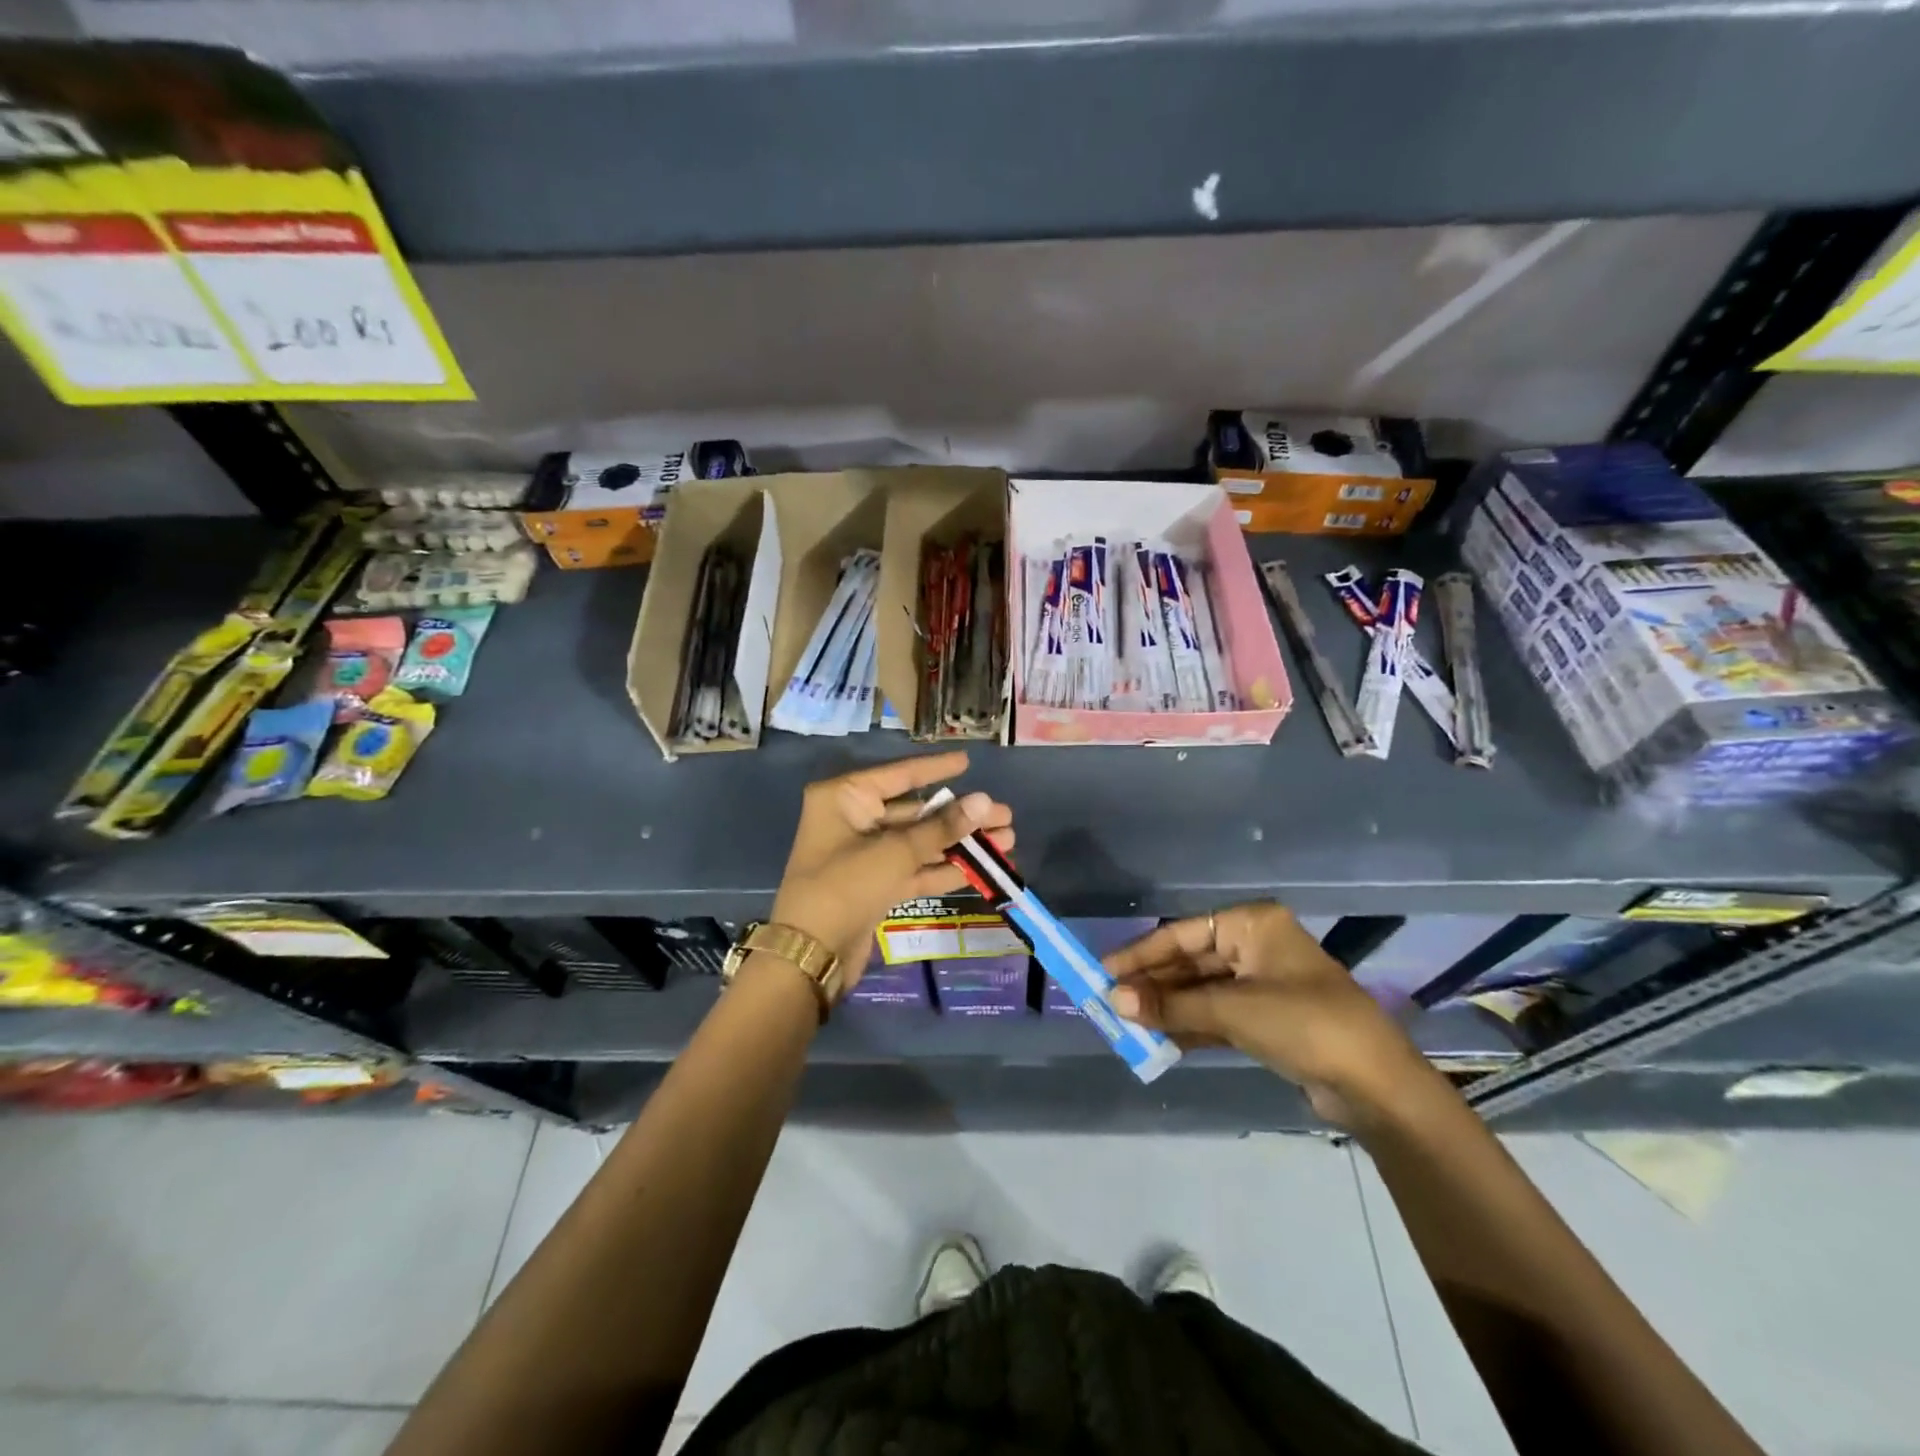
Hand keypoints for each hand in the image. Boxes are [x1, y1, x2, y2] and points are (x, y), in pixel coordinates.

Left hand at [770, 751, 1013, 992]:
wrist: (811, 955)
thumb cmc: (845, 886)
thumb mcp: (895, 853)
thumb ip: (942, 827)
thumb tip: (985, 801)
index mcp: (845, 797)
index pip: (900, 774)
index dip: (937, 769)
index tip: (968, 762)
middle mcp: (853, 819)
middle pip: (915, 811)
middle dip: (960, 816)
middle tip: (1005, 815)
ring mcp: (864, 854)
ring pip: (919, 842)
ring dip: (959, 844)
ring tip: (1006, 841)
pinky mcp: (874, 885)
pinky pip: (913, 869)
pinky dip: (943, 869)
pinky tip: (981, 869)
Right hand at [1105, 902, 1436, 1127]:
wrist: (1377, 1087)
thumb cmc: (1304, 1024)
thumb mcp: (1232, 1010)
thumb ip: (1171, 1004)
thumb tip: (1114, 999)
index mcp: (1251, 925)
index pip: (1182, 934)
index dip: (1141, 954)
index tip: (1104, 971)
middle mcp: (1255, 946)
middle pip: (1190, 961)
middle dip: (1153, 984)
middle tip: (1111, 1003)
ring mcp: (1263, 983)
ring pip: (1201, 990)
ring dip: (1168, 1007)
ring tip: (1128, 1024)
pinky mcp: (1268, 1019)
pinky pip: (1217, 1014)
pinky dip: (1191, 1025)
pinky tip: (1160, 1039)